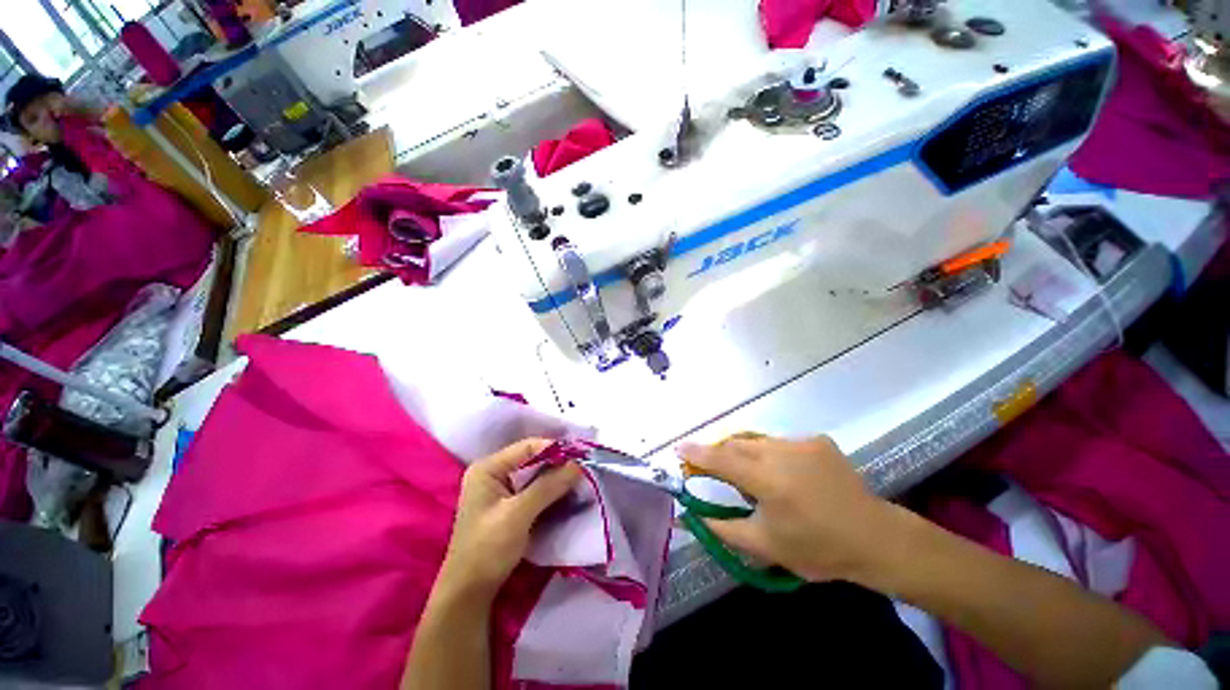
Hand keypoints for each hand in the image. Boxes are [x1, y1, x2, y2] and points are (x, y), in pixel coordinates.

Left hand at [438, 439, 581, 598]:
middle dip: (559, 464)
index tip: (580, 457)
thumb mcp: (517, 515)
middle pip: (534, 459)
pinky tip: (569, 494)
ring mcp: (503, 490)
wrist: (470, 594)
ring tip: (581, 481)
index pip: (528, 447)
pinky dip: (552, 491)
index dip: (555, 449)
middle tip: (584, 470)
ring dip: (558, 478)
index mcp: (489, 468)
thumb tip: (578, 464)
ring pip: (538, 475)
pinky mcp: (511, 505)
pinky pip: (537, 490)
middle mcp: (496, 473)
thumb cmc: (487, 550)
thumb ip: (548, 486)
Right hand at [679, 435, 899, 584]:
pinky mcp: (817, 440)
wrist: (875, 539)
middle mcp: (782, 453)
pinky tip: (787, 475)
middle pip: (736, 445)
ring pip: (757, 441)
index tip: (679, 449)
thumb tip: (690, 516)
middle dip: (720, 453)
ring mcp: (801, 443)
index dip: (697, 453)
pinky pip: (781, 442)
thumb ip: (722, 528)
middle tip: (714, 469)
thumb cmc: (818, 549)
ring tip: (755, 478)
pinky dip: (772, 455)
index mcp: (768, 481)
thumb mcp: (765, 546)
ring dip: (746, 454)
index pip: (721, 460)